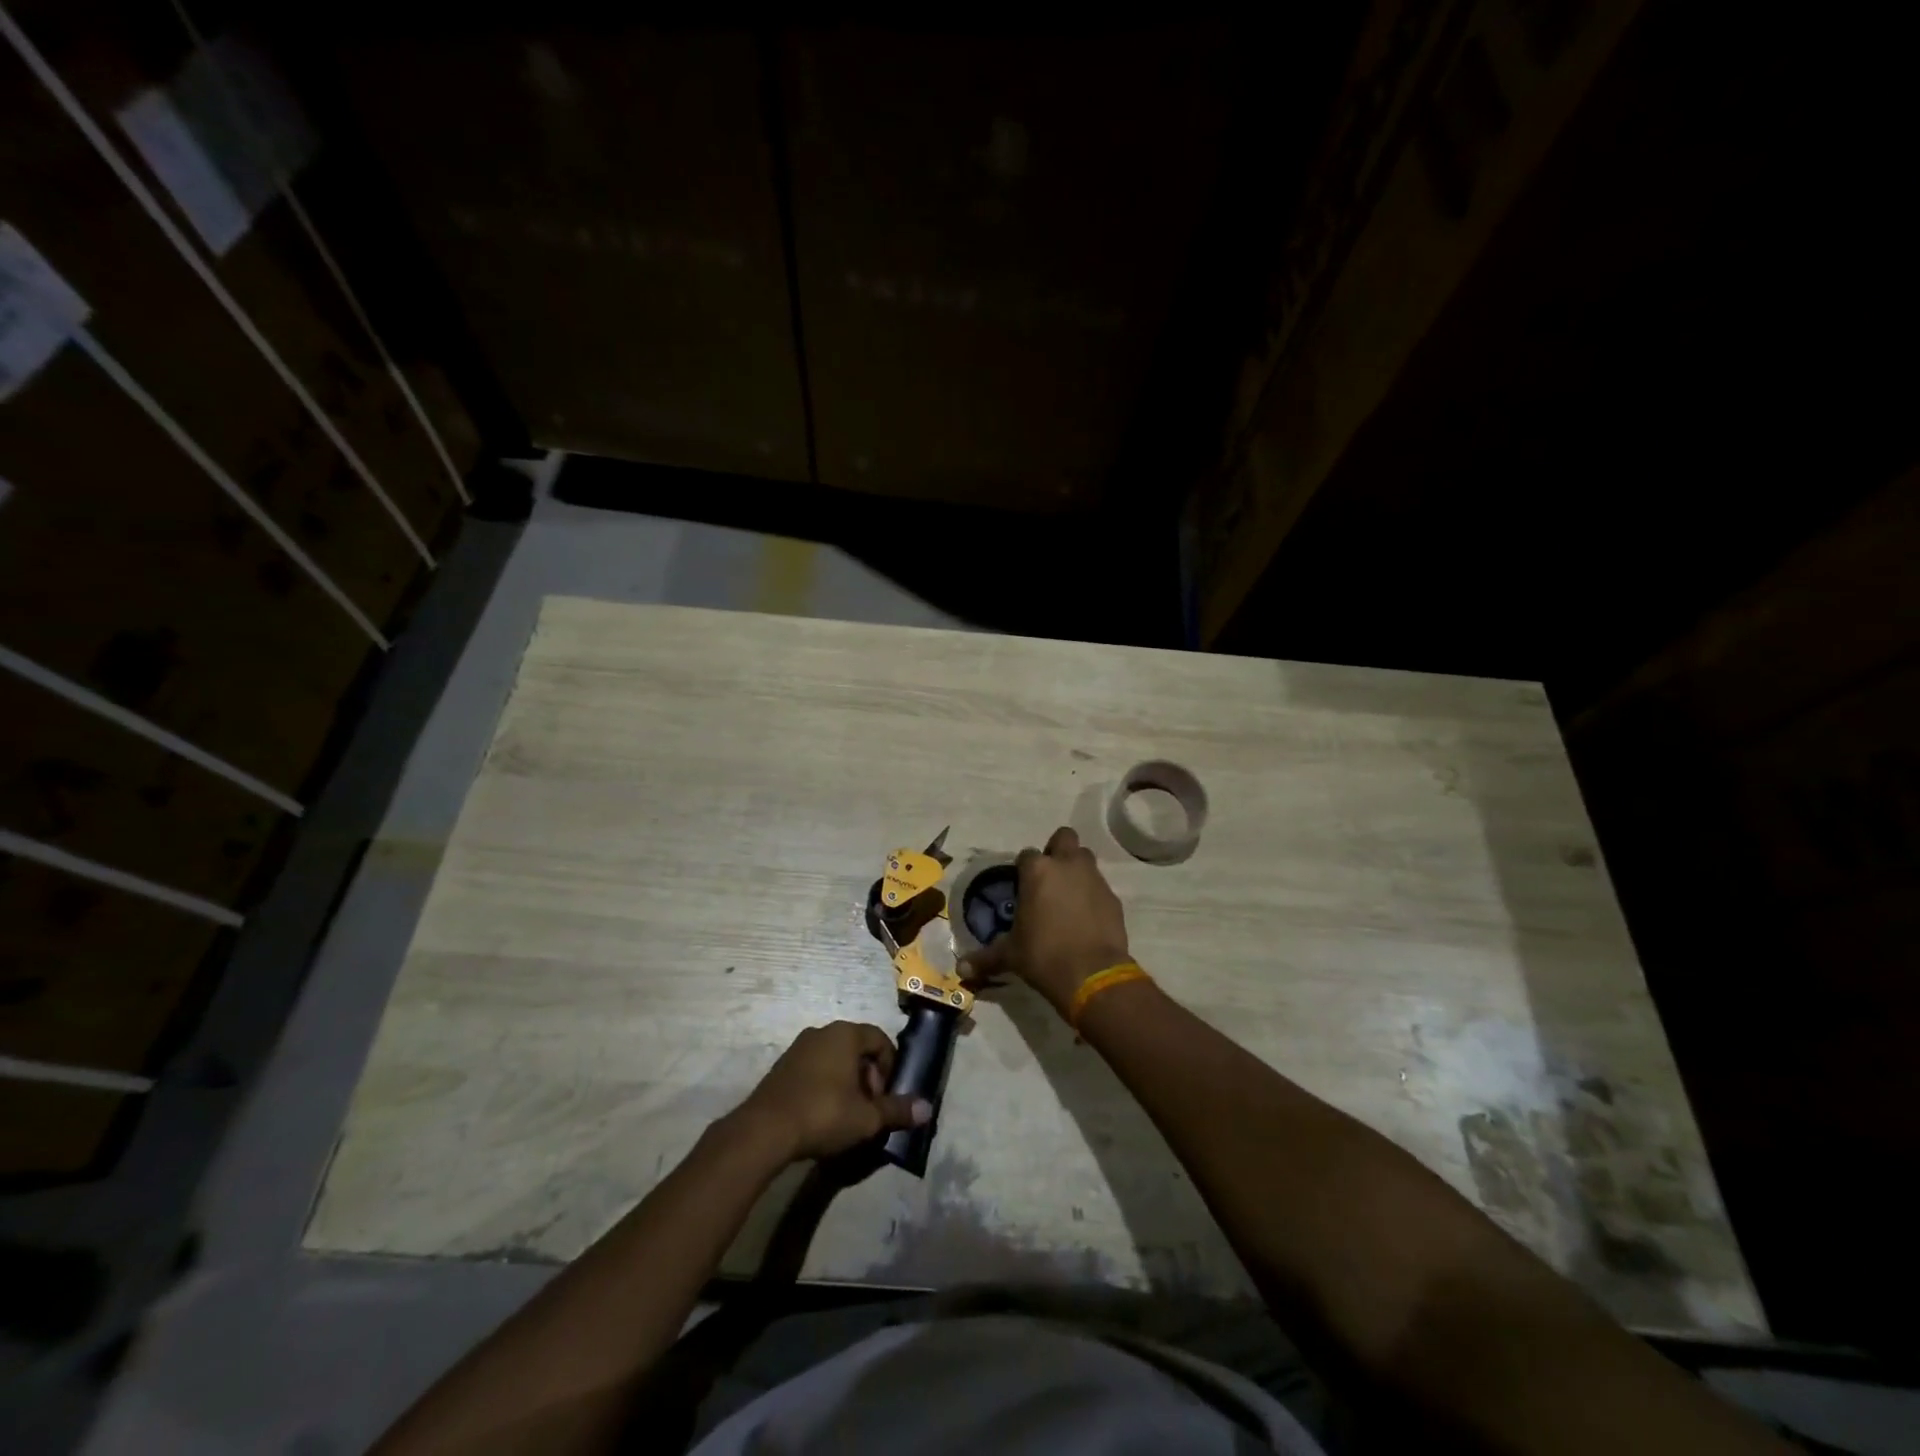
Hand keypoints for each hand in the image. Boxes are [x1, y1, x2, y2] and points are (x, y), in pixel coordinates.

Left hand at [736, 1021, 929, 1163]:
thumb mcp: (866, 1118)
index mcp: (845, 1034)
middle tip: (868, 1108)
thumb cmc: (823, 1114)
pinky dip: (825, 1086)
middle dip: (869, 1077)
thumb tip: (927, 1109)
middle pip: (857, 1049)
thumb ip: (897, 1110)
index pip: (879, 1039)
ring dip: (847, 1083)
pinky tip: (822, 1115)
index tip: (886, 1096)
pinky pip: (814, 1069)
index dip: (890, 1067)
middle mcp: (822, 1032)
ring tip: (847, 1115)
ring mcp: (798, 1048)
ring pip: (835, 1059)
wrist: (764, 1130)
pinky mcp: (782, 1067)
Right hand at [961, 826, 1130, 1017]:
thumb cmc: (1043, 956)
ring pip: (1085, 858)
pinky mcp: (1113, 897)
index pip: (1026, 855)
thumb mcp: (1010, 955)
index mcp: (1037, 870)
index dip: (1023, 869)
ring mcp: (1094, 878)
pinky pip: (1100, 886)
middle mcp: (1066, 865)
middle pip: (1064, 837)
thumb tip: (960, 969)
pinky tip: (1086, 917)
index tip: (1022, 887)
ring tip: (1068, 896)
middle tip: (1050, 878)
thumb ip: (986, 957)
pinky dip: (1092, 895)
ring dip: (1077, 869)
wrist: (1092, 975)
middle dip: (1057, 850)